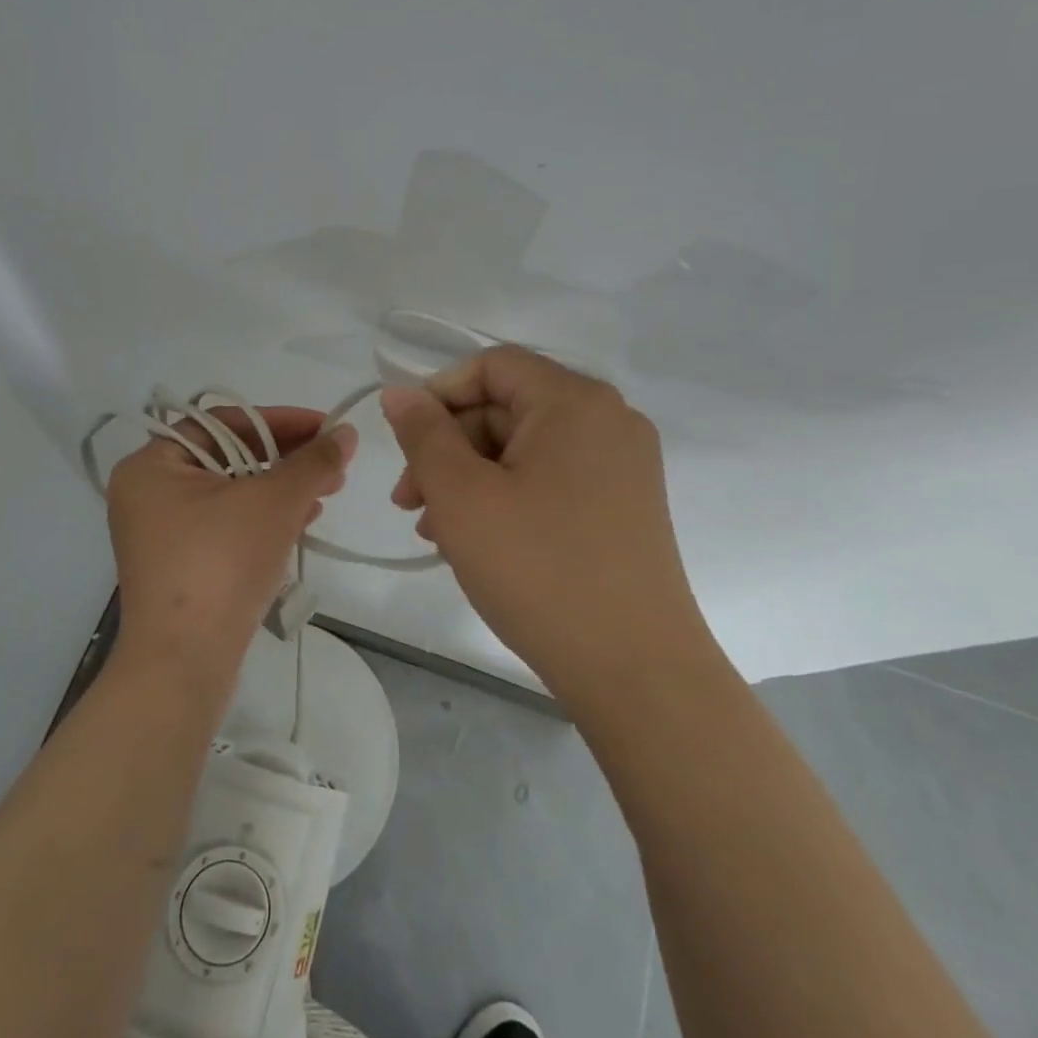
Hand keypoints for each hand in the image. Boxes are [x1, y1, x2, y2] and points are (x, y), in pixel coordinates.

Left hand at [105, 406, 357, 694]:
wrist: (184, 663)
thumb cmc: (221, 564)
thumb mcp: (274, 502)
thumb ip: (313, 461)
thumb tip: (346, 433)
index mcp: (153, 465)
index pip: (223, 422)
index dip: (280, 420)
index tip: (325, 427)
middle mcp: (149, 492)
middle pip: (228, 455)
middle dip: (286, 457)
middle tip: (332, 462)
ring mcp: (161, 532)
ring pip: (232, 492)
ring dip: (281, 487)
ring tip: (327, 490)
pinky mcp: (179, 564)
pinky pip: (226, 523)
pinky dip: (263, 517)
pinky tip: (302, 519)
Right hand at [381, 347, 708, 701]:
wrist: (637, 670)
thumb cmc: (540, 570)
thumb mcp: (462, 496)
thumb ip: (423, 434)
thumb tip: (400, 394)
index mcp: (575, 401)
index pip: (492, 367)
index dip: (439, 395)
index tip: (405, 444)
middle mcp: (608, 420)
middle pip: (508, 408)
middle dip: (450, 448)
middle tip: (410, 503)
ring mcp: (623, 465)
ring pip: (526, 449)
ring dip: (472, 479)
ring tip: (434, 531)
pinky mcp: (626, 505)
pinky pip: (552, 480)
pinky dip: (508, 498)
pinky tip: (478, 543)